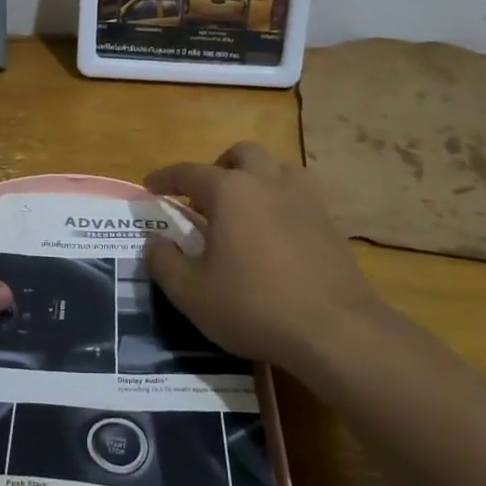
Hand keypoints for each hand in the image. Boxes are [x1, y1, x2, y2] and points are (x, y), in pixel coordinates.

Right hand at [143, 143, 387, 374]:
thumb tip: (154, 241)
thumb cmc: (253, 306)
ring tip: (243, 209)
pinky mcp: (330, 221)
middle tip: (204, 197)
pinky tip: (275, 231)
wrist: (334, 330)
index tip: (150, 187)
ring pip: (277, 168)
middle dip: (218, 168)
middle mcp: (268, 182)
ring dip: (255, 178)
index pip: (189, 172)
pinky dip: (281, 200)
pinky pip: (299, 194)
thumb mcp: (191, 292)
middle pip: (241, 155)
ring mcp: (305, 198)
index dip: (165, 178)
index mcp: (230, 191)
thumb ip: (164, 261)